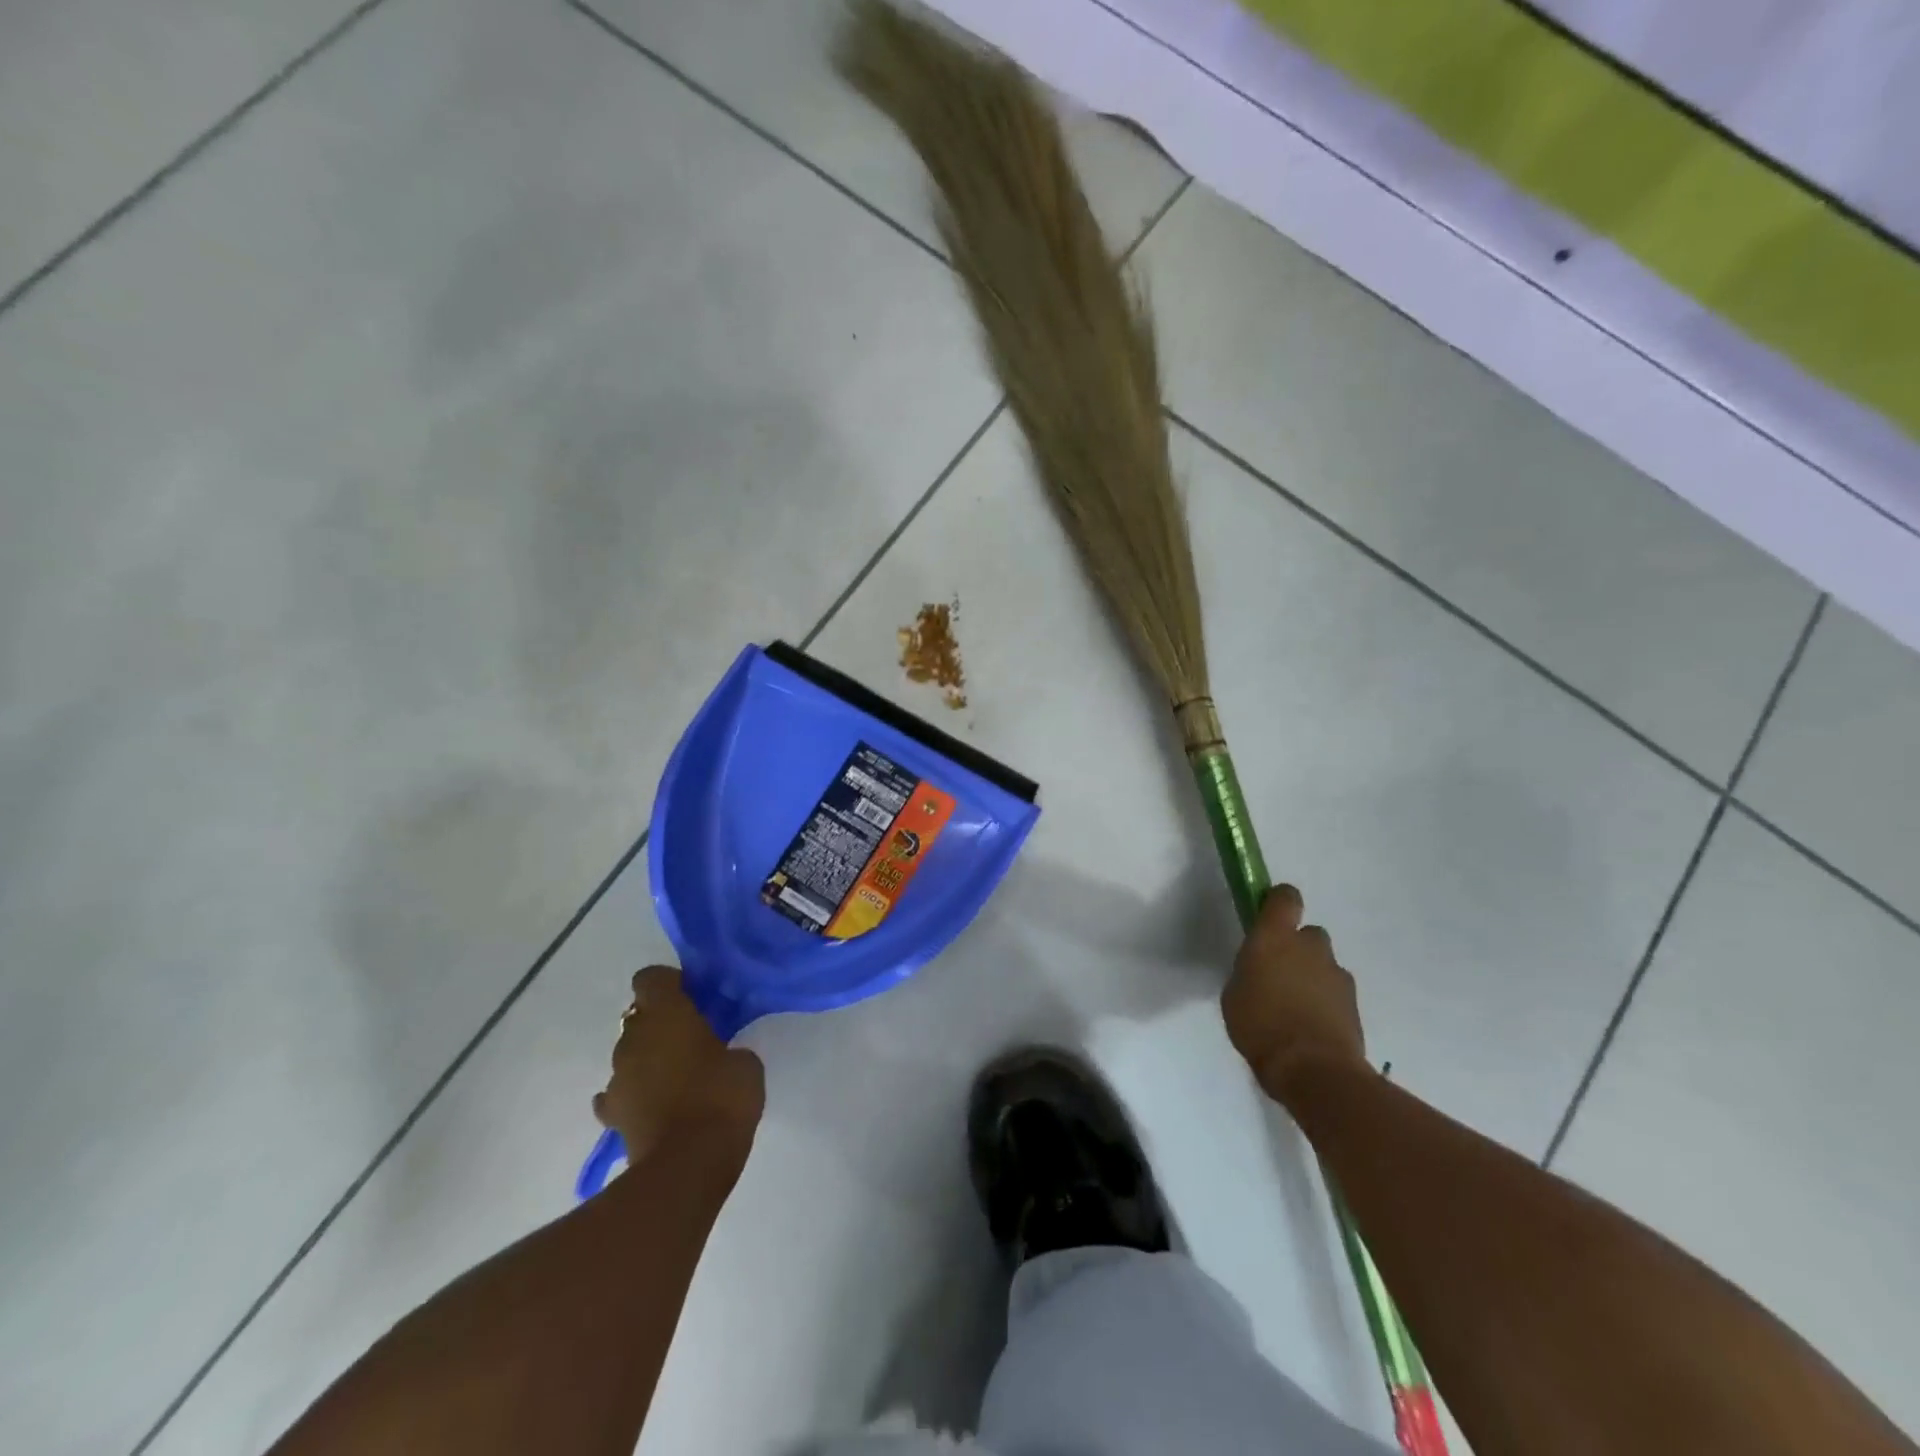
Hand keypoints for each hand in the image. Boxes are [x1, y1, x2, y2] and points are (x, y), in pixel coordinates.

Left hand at [594, 967, 764, 1163]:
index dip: (670, 984)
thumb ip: (728, 1048)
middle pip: (639, 1017)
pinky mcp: (611, 1116)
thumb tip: (719, 1056)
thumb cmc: (722, 1098)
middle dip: (661, 1024)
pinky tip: (654, 1106)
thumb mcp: (745, 1063)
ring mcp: (617, 1078)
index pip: (651, 978)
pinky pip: (618, 1094)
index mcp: (666, 1014)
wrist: (687, 1165)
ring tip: (677, 1078)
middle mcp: (633, 1038)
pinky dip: (634, 1095)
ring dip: (649, 1060)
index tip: (693, 998)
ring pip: (630, 1055)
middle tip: (692, 1039)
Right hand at [1222, 885, 1366, 1095]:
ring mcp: (1336, 974)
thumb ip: (1250, 972)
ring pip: (1323, 964)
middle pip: (1308, 933)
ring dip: (1312, 976)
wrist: (1313, 1069)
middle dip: (1297, 947)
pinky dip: (1325, 1001)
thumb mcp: (1235, 994)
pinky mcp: (1354, 1002)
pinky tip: (1310, 1026)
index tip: (1268, 916)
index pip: (1285, 898)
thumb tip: (1261, 970)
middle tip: (1279, 974)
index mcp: (1274, 938)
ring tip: (1295, 1007)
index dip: (1278, 902)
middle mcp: (1309, 947)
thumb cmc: (1260, 1025)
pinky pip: (1335, 991)